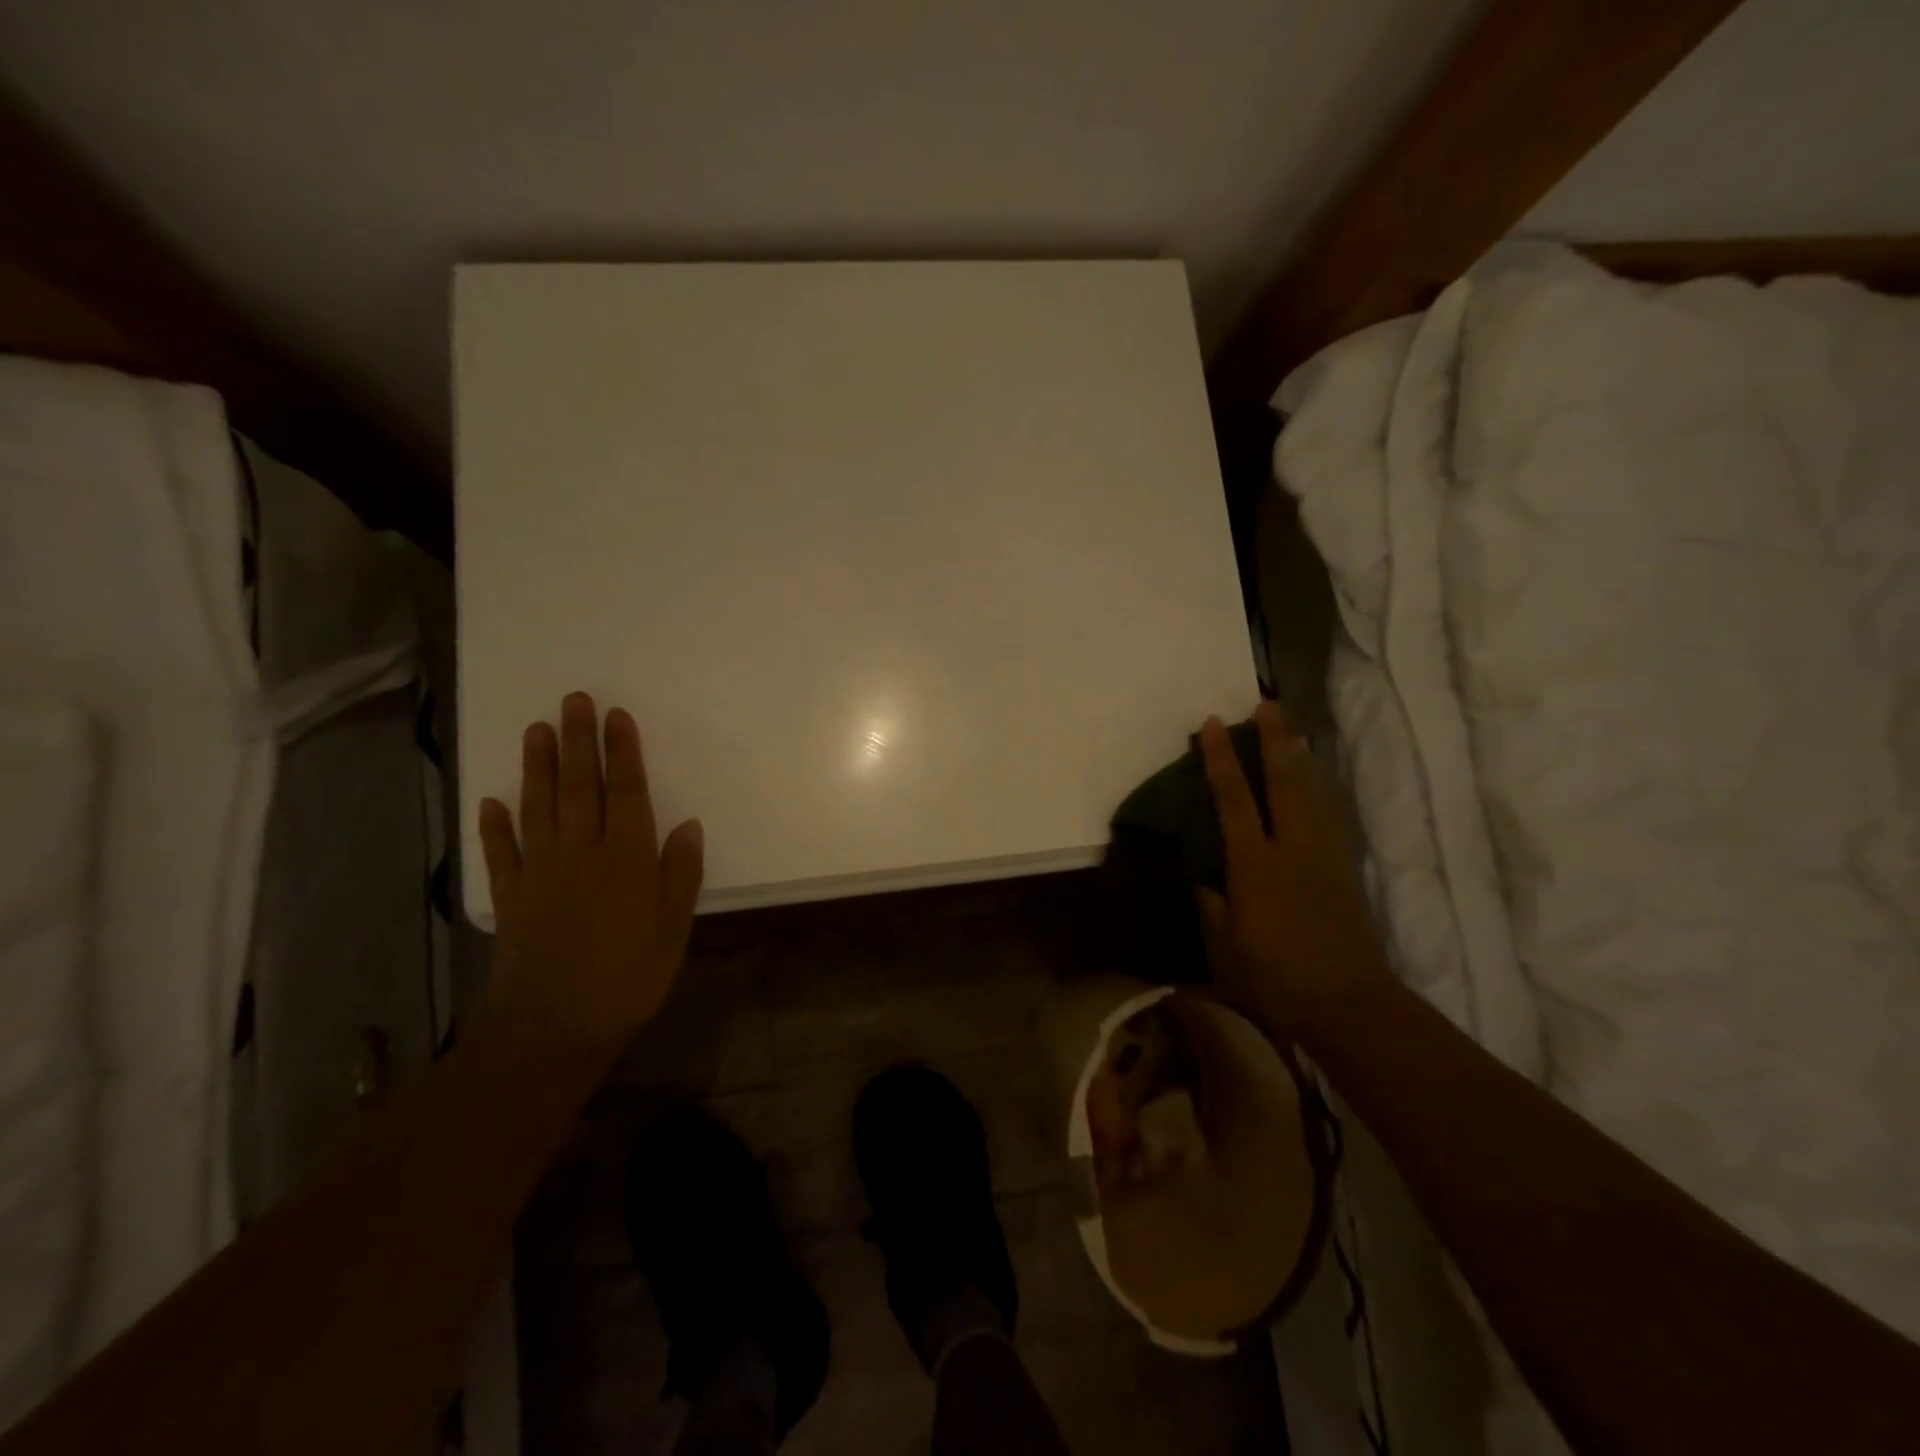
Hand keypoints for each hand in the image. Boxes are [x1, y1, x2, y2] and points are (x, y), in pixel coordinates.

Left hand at [478, 693, 703, 1051]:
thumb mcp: (673, 930)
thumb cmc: (628, 979)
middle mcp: (581, 854)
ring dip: (537, 768)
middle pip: (580, 788)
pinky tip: (491, 802)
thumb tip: (687, 825)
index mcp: (627, 859)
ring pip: (539, 808)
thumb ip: (680, 874)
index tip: (617, 715)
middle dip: (579, 741)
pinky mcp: (511, 899)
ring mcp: (540, 874)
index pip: (626, 793)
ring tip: (535, 730)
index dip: (623, 752)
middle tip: (574, 701)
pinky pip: (501, 855)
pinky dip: (494, 827)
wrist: (552, 1029)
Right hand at [1196, 701, 1388, 1034]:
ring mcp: (1324, 858)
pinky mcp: (1344, 873)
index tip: (1212, 724)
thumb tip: (1208, 884)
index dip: (1221, 760)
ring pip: (1314, 795)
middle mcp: (1292, 850)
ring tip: (1295, 731)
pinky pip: (1329, 818)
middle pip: (1285, 783)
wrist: (1351, 1005)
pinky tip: (1317, 786)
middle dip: (1276, 741)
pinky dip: (1320, 792)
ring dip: (1302, 759)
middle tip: (1269, 704)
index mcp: (1256, 865)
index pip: (1235, 801)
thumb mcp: (1228, 946)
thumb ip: (1215, 907)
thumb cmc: (1278, 978)